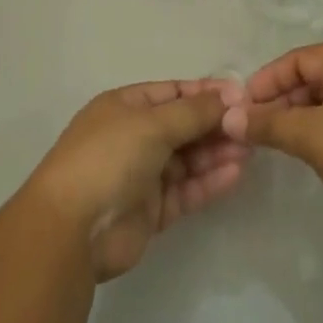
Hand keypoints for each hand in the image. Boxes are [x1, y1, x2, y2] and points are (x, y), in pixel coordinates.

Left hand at [26, 79, 249, 281]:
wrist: (71, 230)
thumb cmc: (109, 158)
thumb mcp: (153, 123)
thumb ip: (194, 112)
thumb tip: (230, 96)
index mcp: (125, 107)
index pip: (173, 92)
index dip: (206, 93)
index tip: (242, 95)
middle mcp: (133, 137)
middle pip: (183, 125)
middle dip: (216, 124)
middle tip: (252, 126)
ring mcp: (141, 175)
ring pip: (187, 159)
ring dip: (217, 152)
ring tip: (250, 148)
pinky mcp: (150, 211)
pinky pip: (186, 190)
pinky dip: (209, 181)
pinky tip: (236, 173)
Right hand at [220, 45, 322, 253]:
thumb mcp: (312, 138)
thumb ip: (269, 124)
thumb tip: (231, 117)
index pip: (303, 57)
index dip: (270, 77)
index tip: (245, 103)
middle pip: (318, 75)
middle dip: (284, 97)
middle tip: (258, 125)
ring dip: (303, 114)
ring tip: (280, 140)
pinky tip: (312, 150)